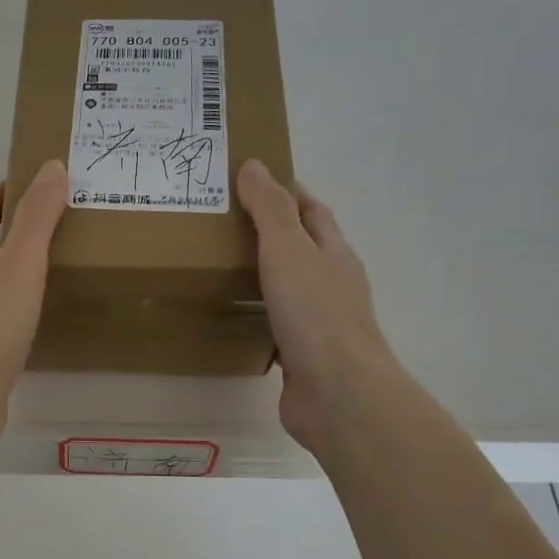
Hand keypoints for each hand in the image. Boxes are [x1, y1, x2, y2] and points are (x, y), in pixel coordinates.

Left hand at [0, 160, 67, 466]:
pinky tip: (42, 314)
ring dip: (18, 267)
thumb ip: (37, 218)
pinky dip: (20, 303)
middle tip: (61, 220)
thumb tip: (52, 166)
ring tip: (58, 261)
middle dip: (15, 228)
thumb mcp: (18, 265)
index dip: (5, 193)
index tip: (38, 182)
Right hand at [237, 159, 397, 457]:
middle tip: (222, 222)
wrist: (338, 393)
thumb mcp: (289, 250)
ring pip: (289, 287)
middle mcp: (331, 284)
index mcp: (333, 254)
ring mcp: (319, 322)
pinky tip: (233, 315)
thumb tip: (254, 165)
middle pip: (303, 248)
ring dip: (263, 274)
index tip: (252, 180)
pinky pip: (276, 323)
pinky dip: (257, 313)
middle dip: (271, 232)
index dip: (287, 192)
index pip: (312, 211)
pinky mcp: (302, 355)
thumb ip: (269, 210)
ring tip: (220, 264)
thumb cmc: (315, 314)